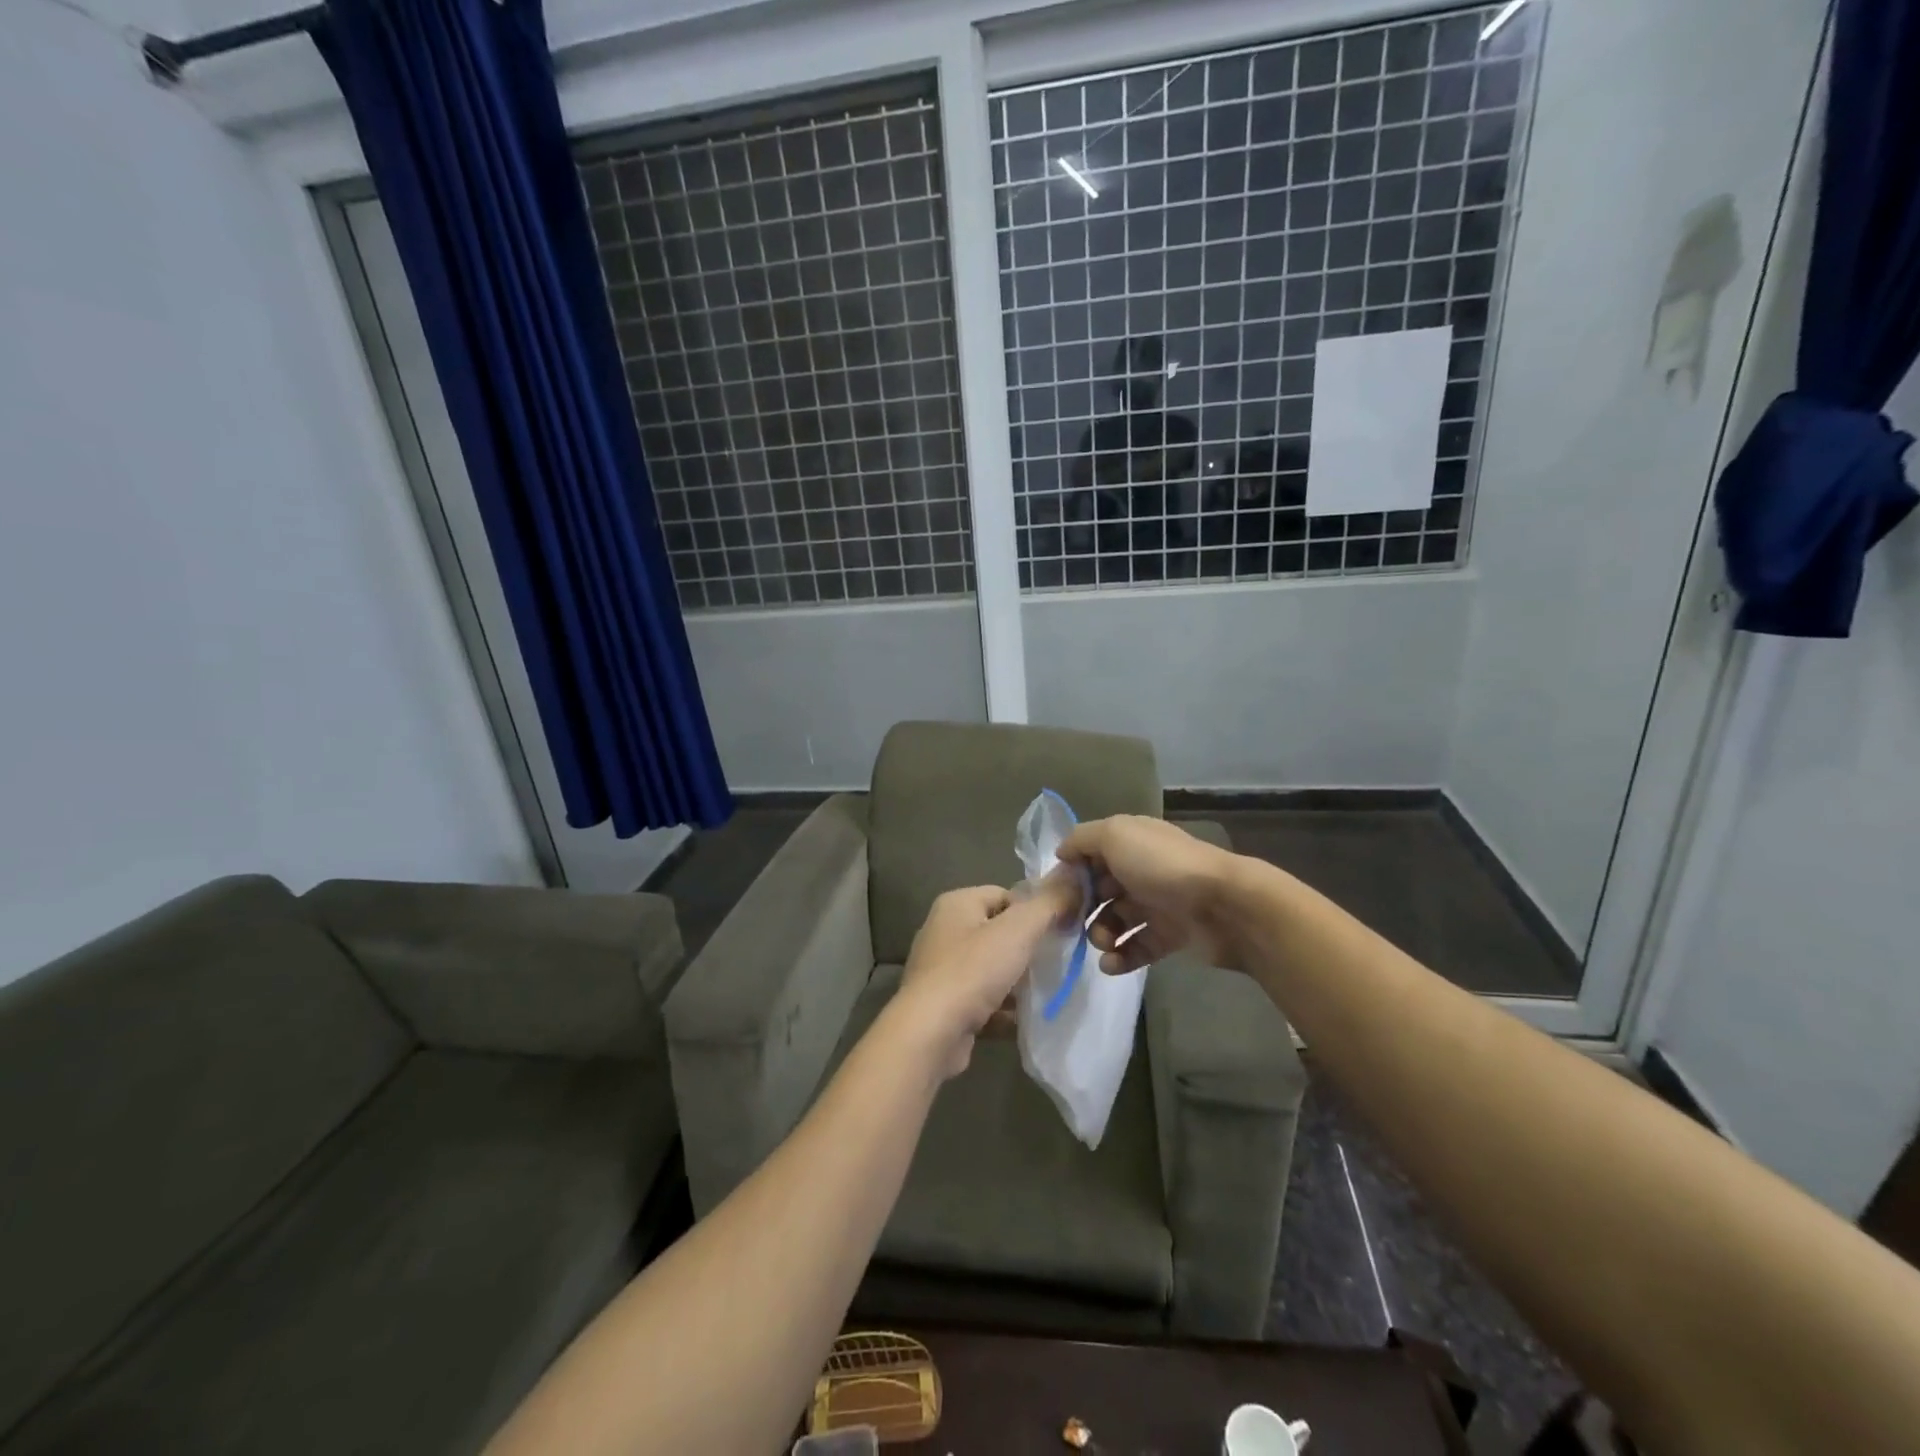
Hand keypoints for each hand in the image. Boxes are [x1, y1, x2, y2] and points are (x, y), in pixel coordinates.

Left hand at [894, 874, 1079, 1080]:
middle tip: (1053, 963)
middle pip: (998, 932)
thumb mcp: (1018, 930)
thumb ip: (1049, 903)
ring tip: (1043, 992)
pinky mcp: (943, 1005)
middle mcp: (943, 931)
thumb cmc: (973, 971)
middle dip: (1026, 948)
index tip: (1058, 931)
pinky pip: (981, 999)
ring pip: (990, 968)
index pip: (1005, 895)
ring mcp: (940, 970)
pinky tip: (1023, 1019)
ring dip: (1016, 981)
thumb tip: (1074, 876)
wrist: (931, 1033)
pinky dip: (1002, 1008)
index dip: (1034, 911)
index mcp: (956, 904)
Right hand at [1058, 816, 1243, 973]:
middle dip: (1083, 908)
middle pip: (1100, 890)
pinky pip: (1137, 948)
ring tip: (1103, 944)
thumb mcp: (1115, 835)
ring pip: (1116, 921)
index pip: (1090, 855)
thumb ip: (1082, 839)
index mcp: (1131, 842)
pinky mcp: (1170, 936)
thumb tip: (1062, 853)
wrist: (1223, 905)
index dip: (1071, 873)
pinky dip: (1121, 958)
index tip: (1055, 894)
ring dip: (1101, 935)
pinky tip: (1112, 965)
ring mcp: (1157, 904)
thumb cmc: (1162, 866)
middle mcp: (1142, 870)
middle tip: (1075, 924)